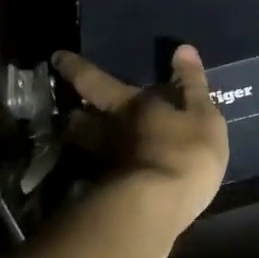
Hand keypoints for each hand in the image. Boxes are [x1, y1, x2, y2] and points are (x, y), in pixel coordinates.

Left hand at [50, 44, 228, 240]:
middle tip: (68, 110)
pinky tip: (112, 177)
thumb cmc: (184, 153)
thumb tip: (182, 48)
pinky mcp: (108, 196)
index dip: (75, 68)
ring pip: (85, 148)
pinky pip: (100, 176)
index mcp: (129, 106)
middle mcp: (109, 132)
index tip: (56, 58)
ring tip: (87, 143)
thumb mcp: (202, 114)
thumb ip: (191, 84)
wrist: (158, 208)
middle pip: (81, 119)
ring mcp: (105, 166)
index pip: (95, 80)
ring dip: (82, 143)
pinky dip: (103, 173)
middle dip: (74, 112)